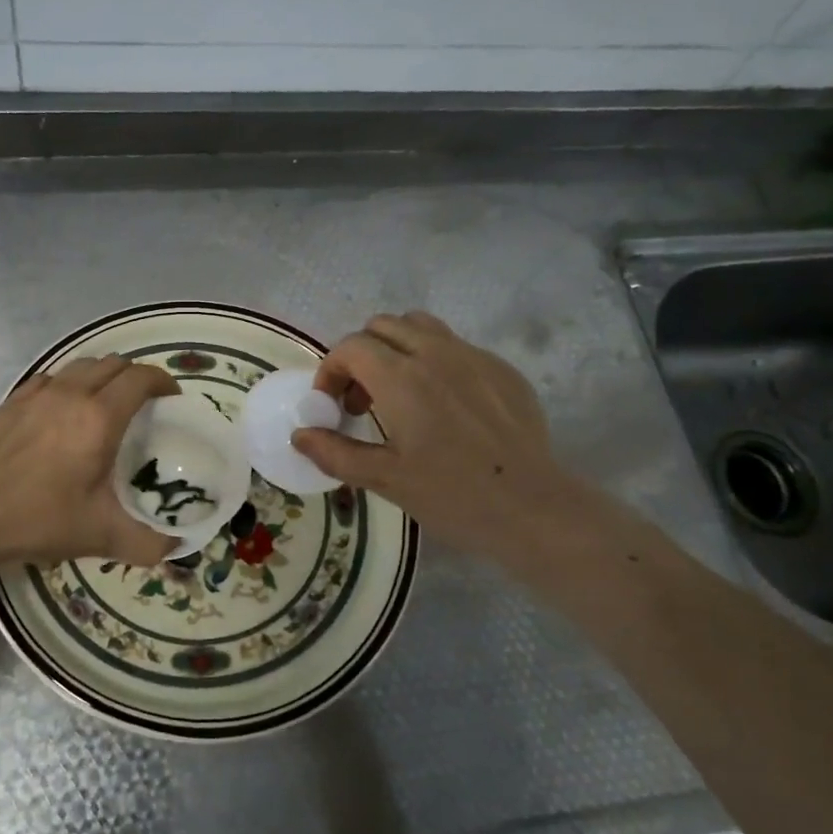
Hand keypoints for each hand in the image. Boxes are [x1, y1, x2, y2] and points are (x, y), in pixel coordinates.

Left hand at [0, 355, 181, 567]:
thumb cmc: (41, 520)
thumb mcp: (102, 536)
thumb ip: (148, 543)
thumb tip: (176, 546)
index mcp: (99, 418)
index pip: (140, 378)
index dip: (162, 382)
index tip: (171, 399)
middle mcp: (70, 395)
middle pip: (113, 364)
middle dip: (135, 377)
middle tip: (143, 403)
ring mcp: (37, 394)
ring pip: (80, 366)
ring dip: (102, 376)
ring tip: (105, 403)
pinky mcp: (12, 401)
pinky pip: (50, 378)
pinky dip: (67, 385)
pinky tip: (63, 411)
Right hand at [292, 311, 586, 561]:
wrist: (532, 507)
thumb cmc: (452, 495)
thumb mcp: (384, 479)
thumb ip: (335, 452)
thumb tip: (300, 435)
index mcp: (401, 378)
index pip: (351, 347)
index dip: (331, 371)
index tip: (332, 405)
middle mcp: (435, 354)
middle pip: (382, 326)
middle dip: (361, 356)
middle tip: (361, 400)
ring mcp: (473, 356)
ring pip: (421, 327)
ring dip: (396, 349)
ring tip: (398, 392)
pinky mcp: (501, 369)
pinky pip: (456, 346)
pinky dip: (434, 362)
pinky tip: (444, 407)